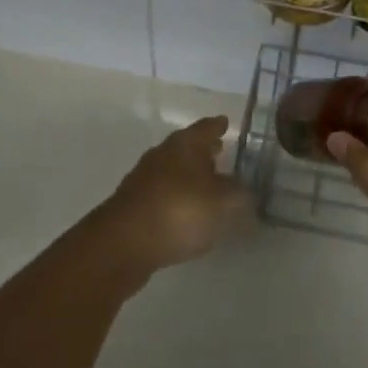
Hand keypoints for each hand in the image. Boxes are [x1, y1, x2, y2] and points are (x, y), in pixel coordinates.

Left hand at [97, 116, 250, 280]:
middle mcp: (163, 154)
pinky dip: (178, 198)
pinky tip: (187, 213)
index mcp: (185, 144)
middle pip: (188, 147)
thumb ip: (238, 193)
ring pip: (174, 170)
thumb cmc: (179, 211)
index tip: (226, 123)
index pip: (206, 127)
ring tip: (208, 185)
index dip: (218, 126)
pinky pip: (164, 194)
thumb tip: (244, 188)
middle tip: (221, 150)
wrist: (123, 244)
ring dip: (190, 175)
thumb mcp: (222, 203)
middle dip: (204, 150)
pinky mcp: (134, 205)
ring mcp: (145, 179)